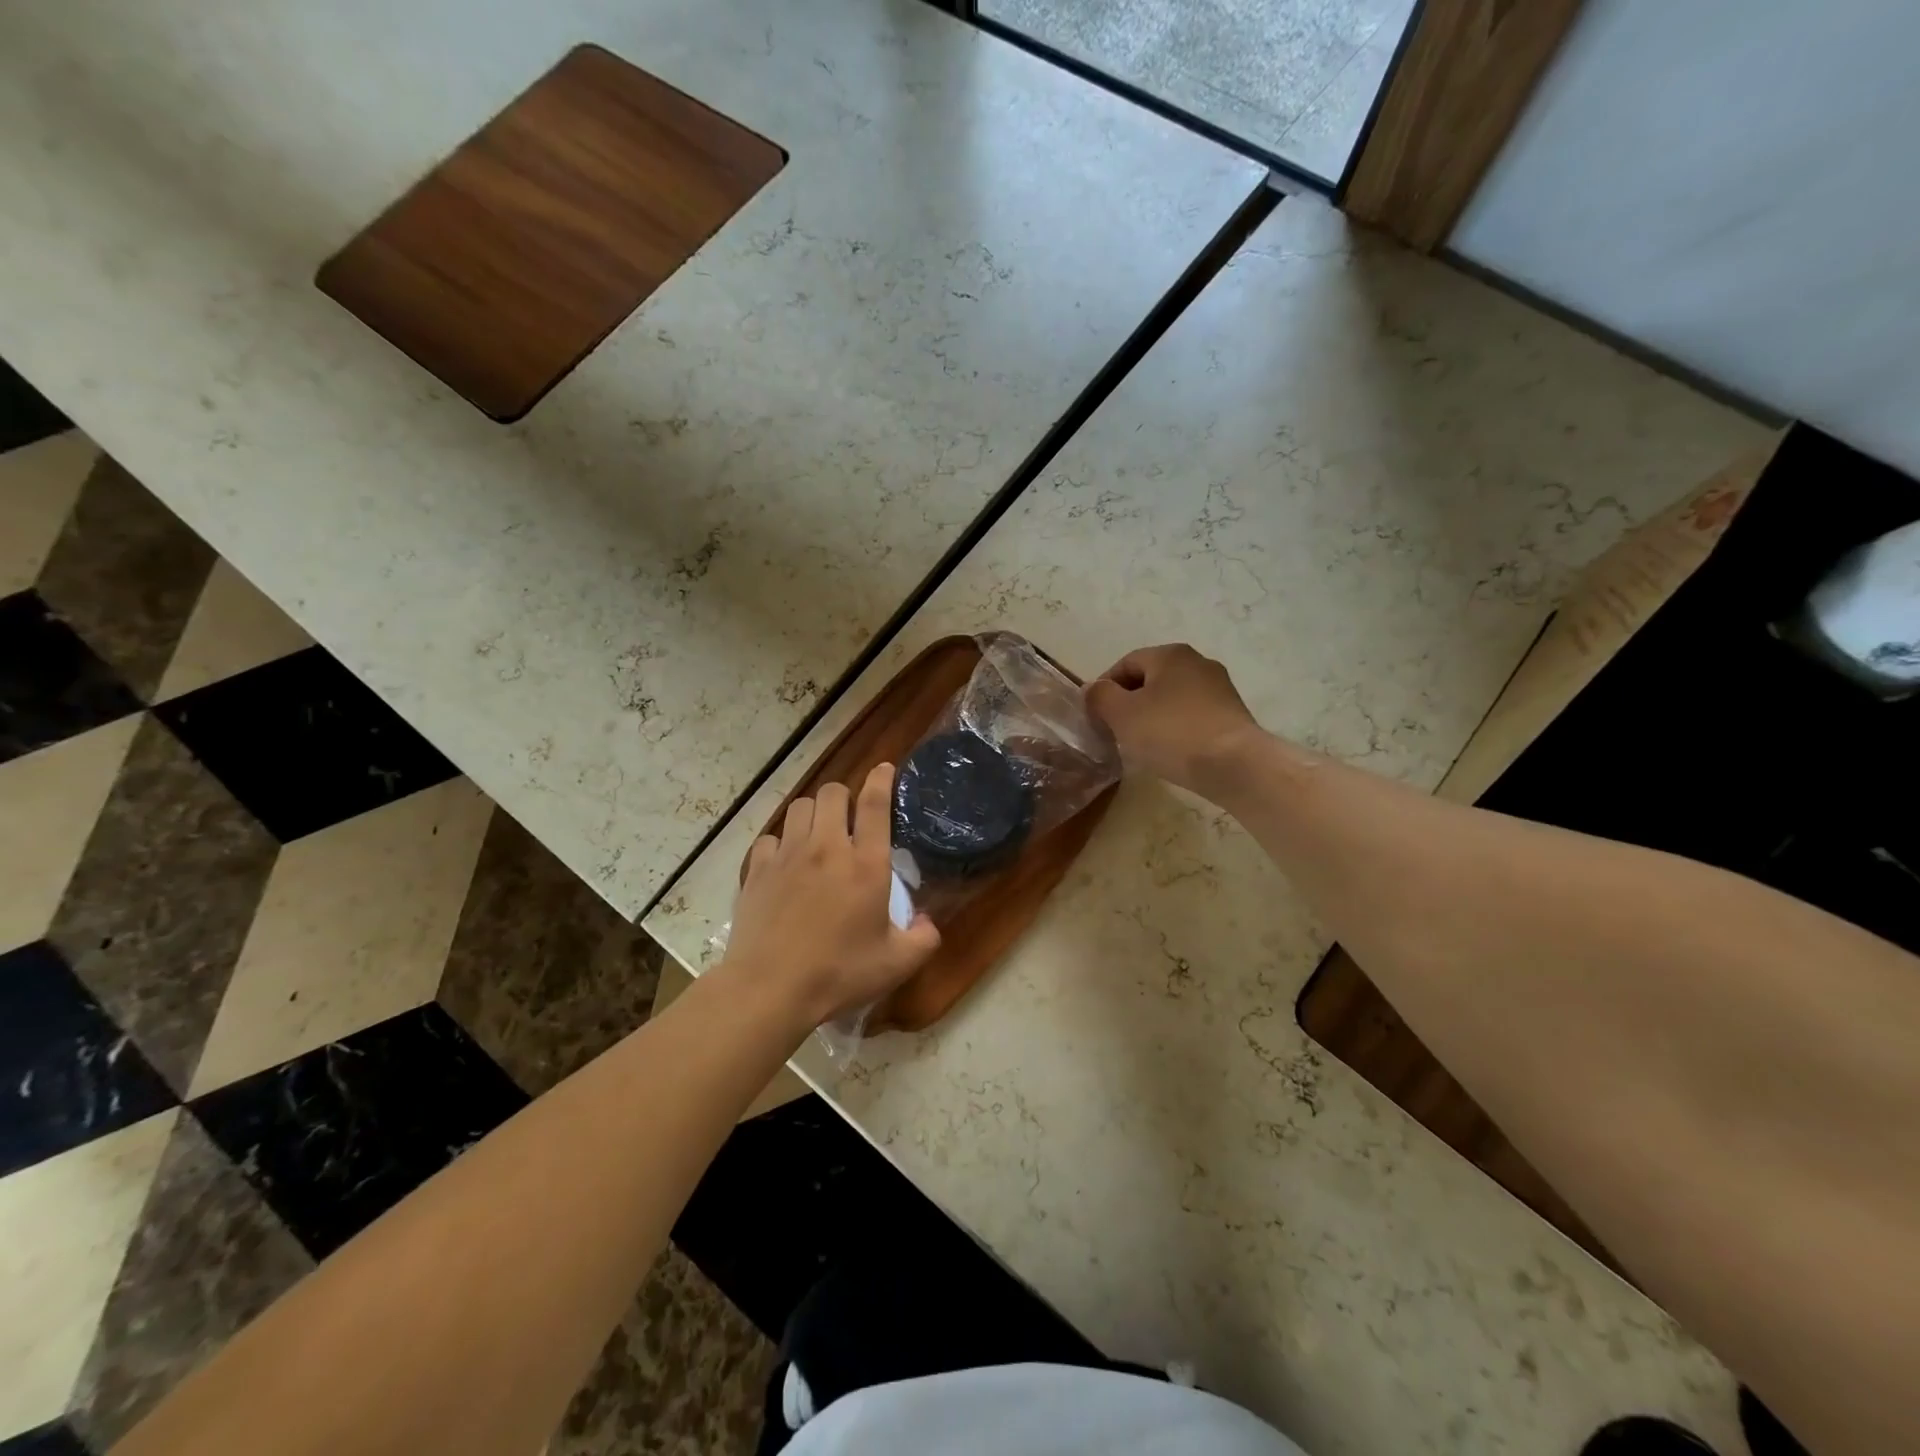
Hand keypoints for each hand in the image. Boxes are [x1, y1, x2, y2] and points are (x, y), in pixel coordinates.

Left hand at [724, 762, 940, 1027]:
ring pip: (799, 807)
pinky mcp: (757, 870)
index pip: (874, 804)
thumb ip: (923, 939)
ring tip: (817, 833)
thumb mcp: (896, 964)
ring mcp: (787, 856)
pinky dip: (780, 842)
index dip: (881, 779)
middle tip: (850, 816)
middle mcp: (826, 848)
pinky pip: (769, 838)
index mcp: (865, 864)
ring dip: (812, 813)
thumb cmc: (839, 973)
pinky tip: (784, 863)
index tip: (885, 769)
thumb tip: (929, 923)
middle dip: (844, 796)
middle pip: (832, 793)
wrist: (770, 989)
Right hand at [1085, 644, 1263, 795]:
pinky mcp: (1232, 715)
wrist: (1236, 766)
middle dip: (1129, 704)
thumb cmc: (1172, 733)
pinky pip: (1192, 716)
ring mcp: (1220, 689)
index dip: (1104, 689)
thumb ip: (1100, 697)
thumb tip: (1092, 688)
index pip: (1125, 664)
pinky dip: (1176, 729)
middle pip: (1150, 680)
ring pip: (1172, 699)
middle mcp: (1198, 662)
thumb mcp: (1122, 715)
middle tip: (1115, 732)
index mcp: (1170, 654)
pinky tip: (1171, 752)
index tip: (1095, 717)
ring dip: (1152, 717)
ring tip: (1141, 746)